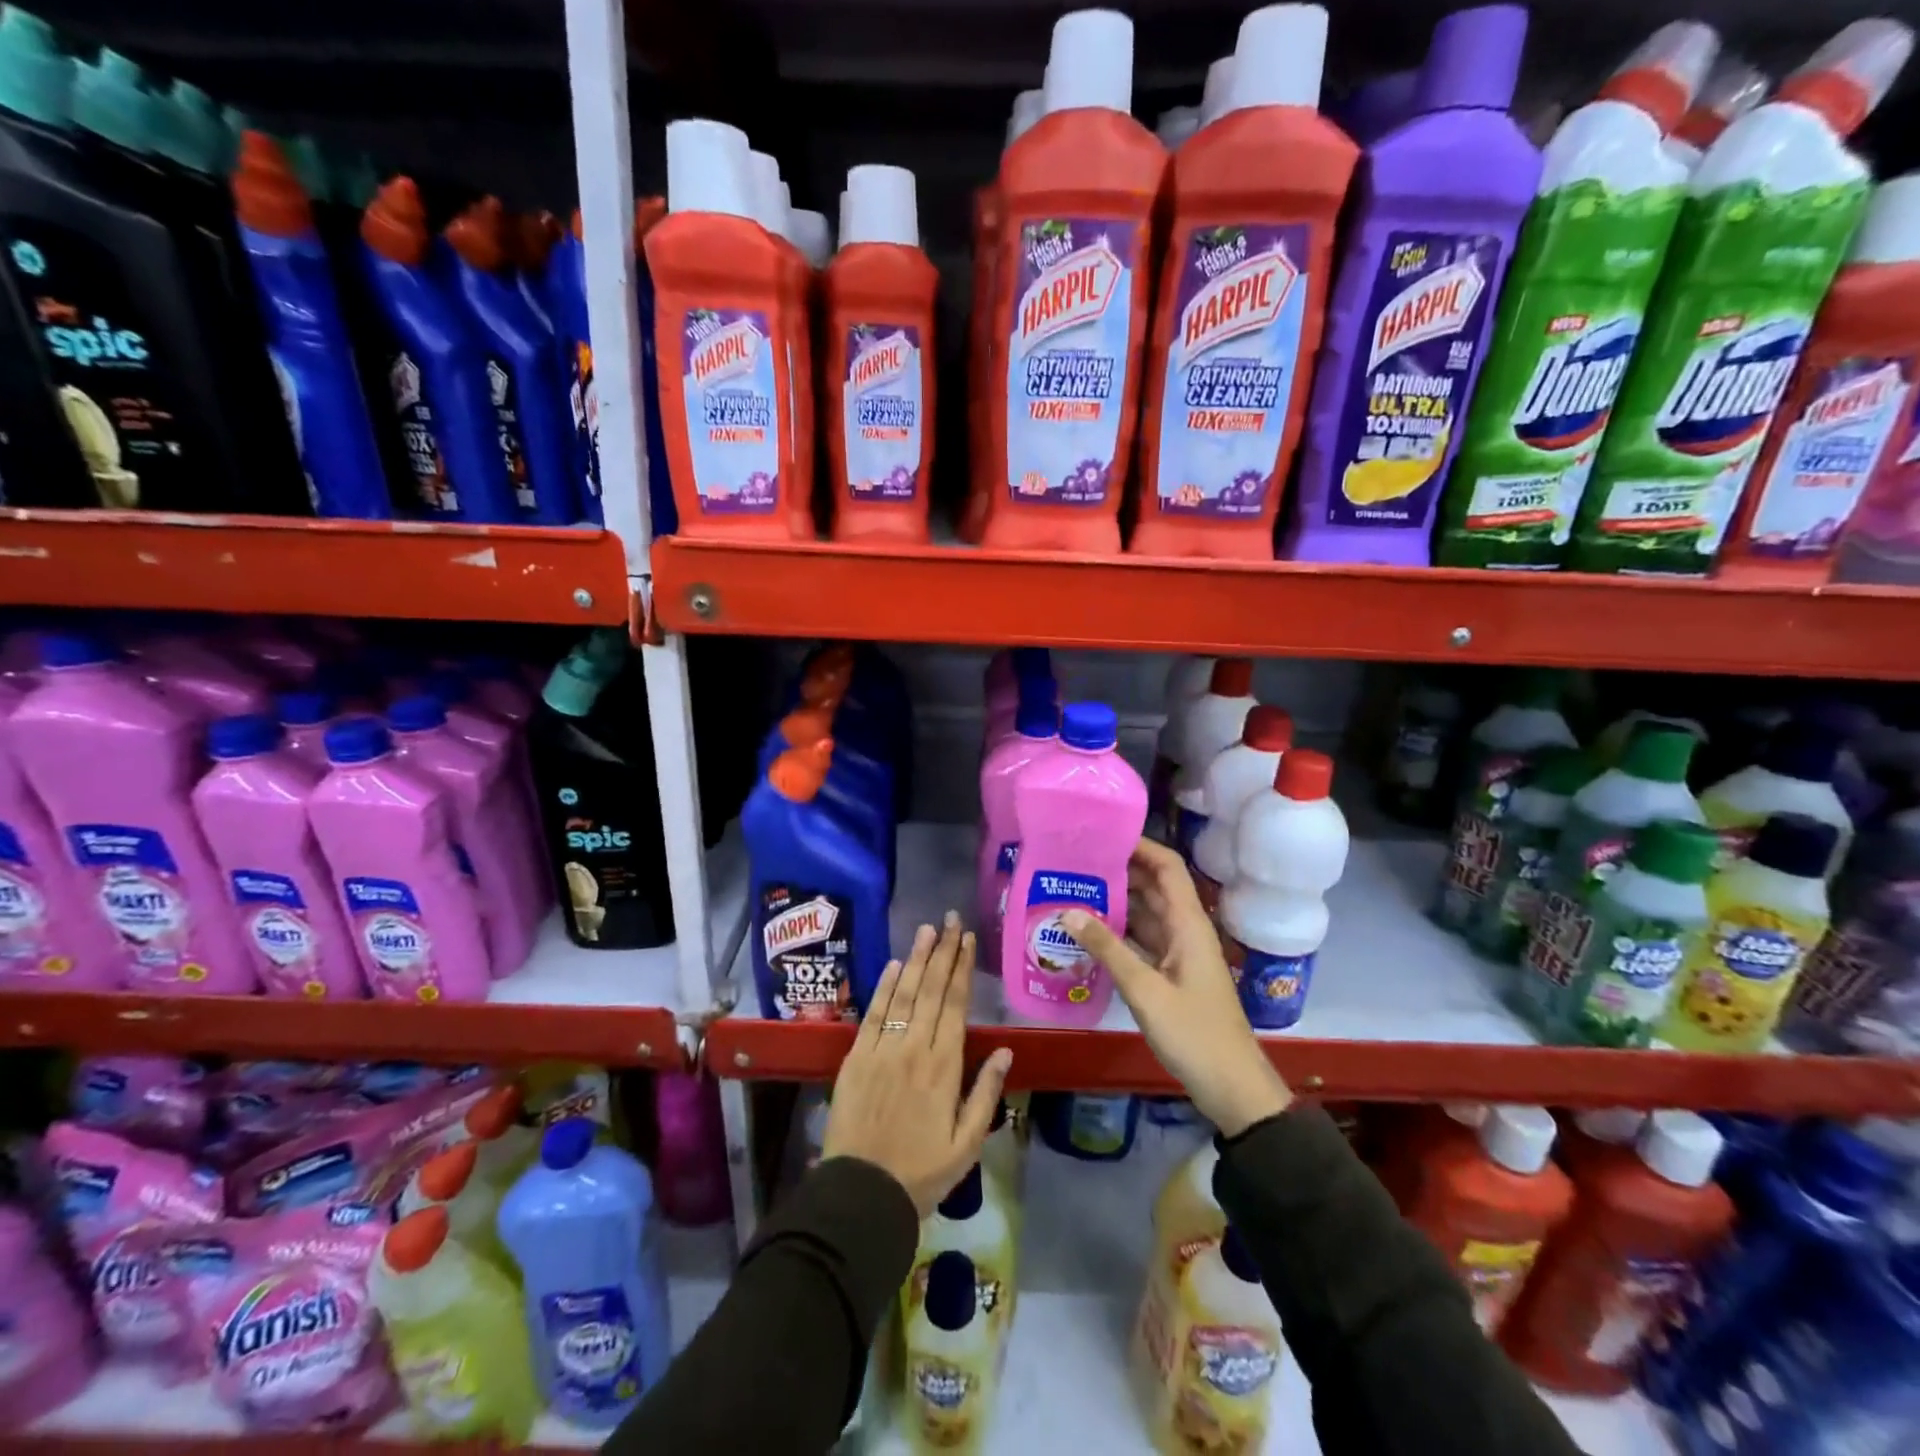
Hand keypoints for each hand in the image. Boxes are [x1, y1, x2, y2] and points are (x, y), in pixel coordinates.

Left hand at [823, 912, 1014, 1216]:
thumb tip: (1006, 1051)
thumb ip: (986, 1093)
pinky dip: (885, 987)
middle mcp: (914, 1048)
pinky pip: (874, 1014)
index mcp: (944, 1067)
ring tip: (927, 930)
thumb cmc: (922, 1172)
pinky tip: (895, 966)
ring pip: (903, 994)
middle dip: (942, 952)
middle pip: (931, 990)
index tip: (967, 939)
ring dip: (916, 959)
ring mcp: (882, 1049)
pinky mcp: (856, 1057)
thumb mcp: (967, 1143)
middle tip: (949, 920)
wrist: (862, 1194)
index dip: (962, 969)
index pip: (955, 1005)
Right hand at [1063, 838, 1290, 1137]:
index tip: (1102, 835)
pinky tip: (1088, 931)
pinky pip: (1142, 939)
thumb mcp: (1145, 990)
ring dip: (1116, 900)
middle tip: (1076, 861)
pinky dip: (1118, 930)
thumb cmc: (1194, 1034)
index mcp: (1189, 924)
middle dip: (1119, 869)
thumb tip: (1068, 911)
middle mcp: (1185, 929)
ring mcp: (1179, 952)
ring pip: (1146, 913)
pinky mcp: (1171, 973)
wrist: (1232, 1087)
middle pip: (1153, 885)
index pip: (1168, 867)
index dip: (1140, 845)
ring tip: (1074, 887)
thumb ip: (1107, 949)